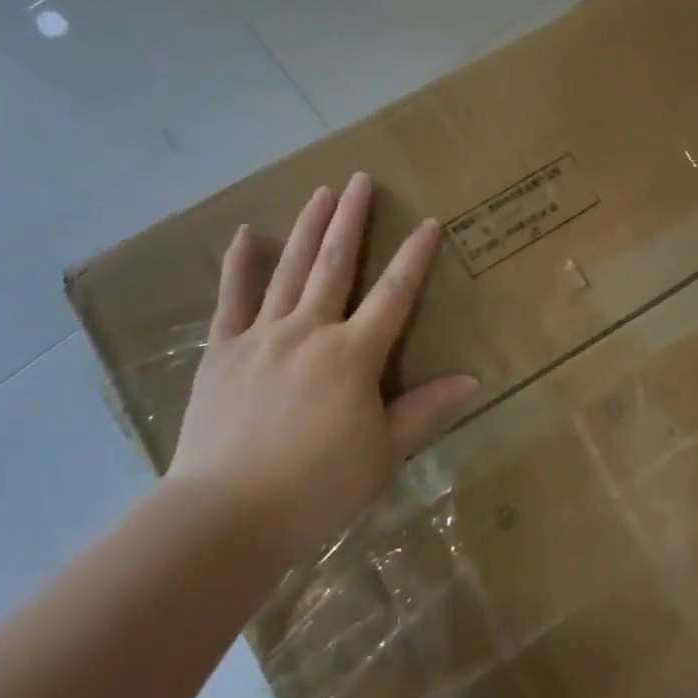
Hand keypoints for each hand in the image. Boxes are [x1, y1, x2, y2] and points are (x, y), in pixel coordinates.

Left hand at [166, 172, 479, 566]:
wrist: (226, 518)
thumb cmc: (315, 490)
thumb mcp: (382, 456)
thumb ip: (426, 411)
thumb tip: (474, 379)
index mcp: (353, 355)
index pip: (394, 295)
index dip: (414, 257)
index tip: (429, 222)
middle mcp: (309, 331)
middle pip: (336, 265)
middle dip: (351, 220)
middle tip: (360, 180)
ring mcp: (262, 336)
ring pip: (290, 270)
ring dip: (308, 228)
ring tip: (321, 192)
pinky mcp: (224, 351)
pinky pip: (232, 299)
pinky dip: (239, 264)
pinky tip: (246, 233)